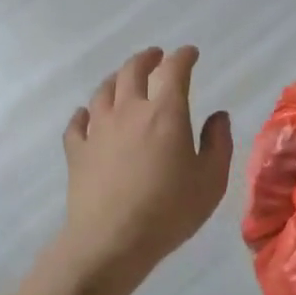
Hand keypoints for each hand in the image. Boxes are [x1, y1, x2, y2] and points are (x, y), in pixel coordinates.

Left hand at [49, 46, 232, 294]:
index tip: (190, 53)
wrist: (111, 241)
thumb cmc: (169, 211)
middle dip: (147, 59)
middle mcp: (129, 111)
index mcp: (165, 113)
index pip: (174, 70)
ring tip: (123, 79)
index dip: (183, 57)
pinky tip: (86, 115)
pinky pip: (77, 123)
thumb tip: (218, 116)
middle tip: (156, 56)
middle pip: (133, 71)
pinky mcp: (77, 151)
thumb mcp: (211, 181)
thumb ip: (218, 143)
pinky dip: (83, 114)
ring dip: (116, 79)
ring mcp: (98, 129)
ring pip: (103, 91)